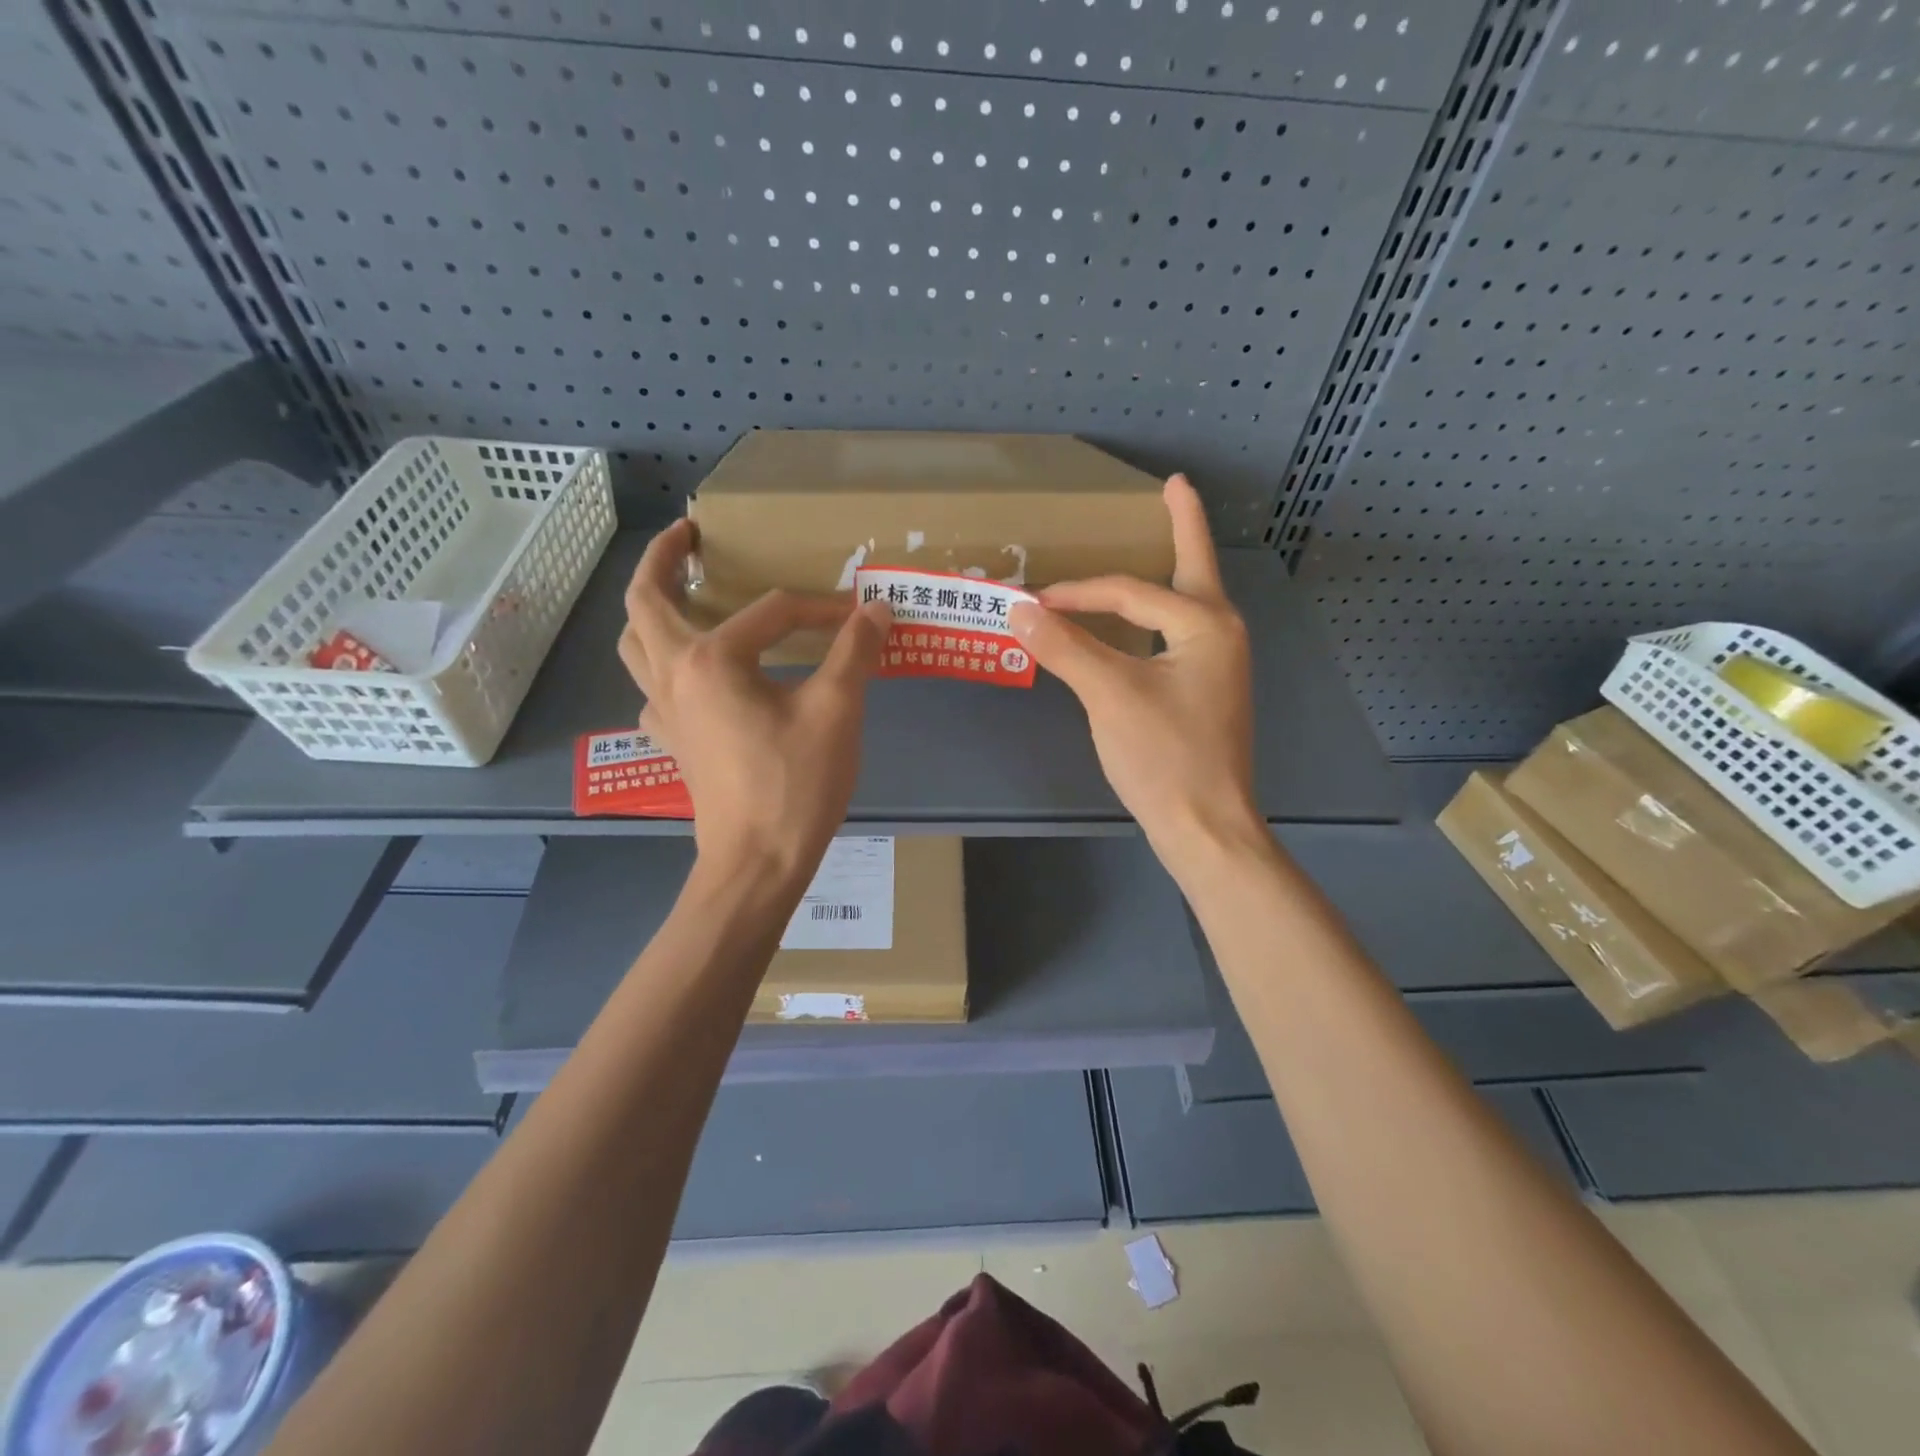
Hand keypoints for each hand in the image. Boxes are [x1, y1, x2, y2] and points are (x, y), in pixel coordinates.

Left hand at [618, 519, 892, 882]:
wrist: (757, 863)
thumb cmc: (795, 785)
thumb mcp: (836, 711)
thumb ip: (855, 651)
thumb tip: (877, 608)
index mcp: (710, 660)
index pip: (770, 612)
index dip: (819, 609)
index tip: (858, 618)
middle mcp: (673, 676)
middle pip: (646, 603)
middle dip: (662, 561)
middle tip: (688, 536)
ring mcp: (663, 712)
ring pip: (636, 645)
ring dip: (650, 611)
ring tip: (679, 593)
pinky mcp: (672, 741)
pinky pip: (652, 688)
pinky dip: (664, 666)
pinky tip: (694, 675)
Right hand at [1008, 474, 1260, 874]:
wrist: (1204, 826)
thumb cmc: (1163, 756)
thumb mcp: (1109, 695)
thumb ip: (1065, 647)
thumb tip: (1019, 609)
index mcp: (1205, 624)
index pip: (1129, 592)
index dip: (1077, 592)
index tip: (1032, 602)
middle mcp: (1221, 634)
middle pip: (1191, 569)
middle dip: (1181, 527)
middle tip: (1175, 488)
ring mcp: (1217, 665)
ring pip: (1184, 604)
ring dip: (1166, 573)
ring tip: (1161, 538)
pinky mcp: (1204, 692)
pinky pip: (1175, 636)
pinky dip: (1153, 617)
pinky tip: (1140, 621)